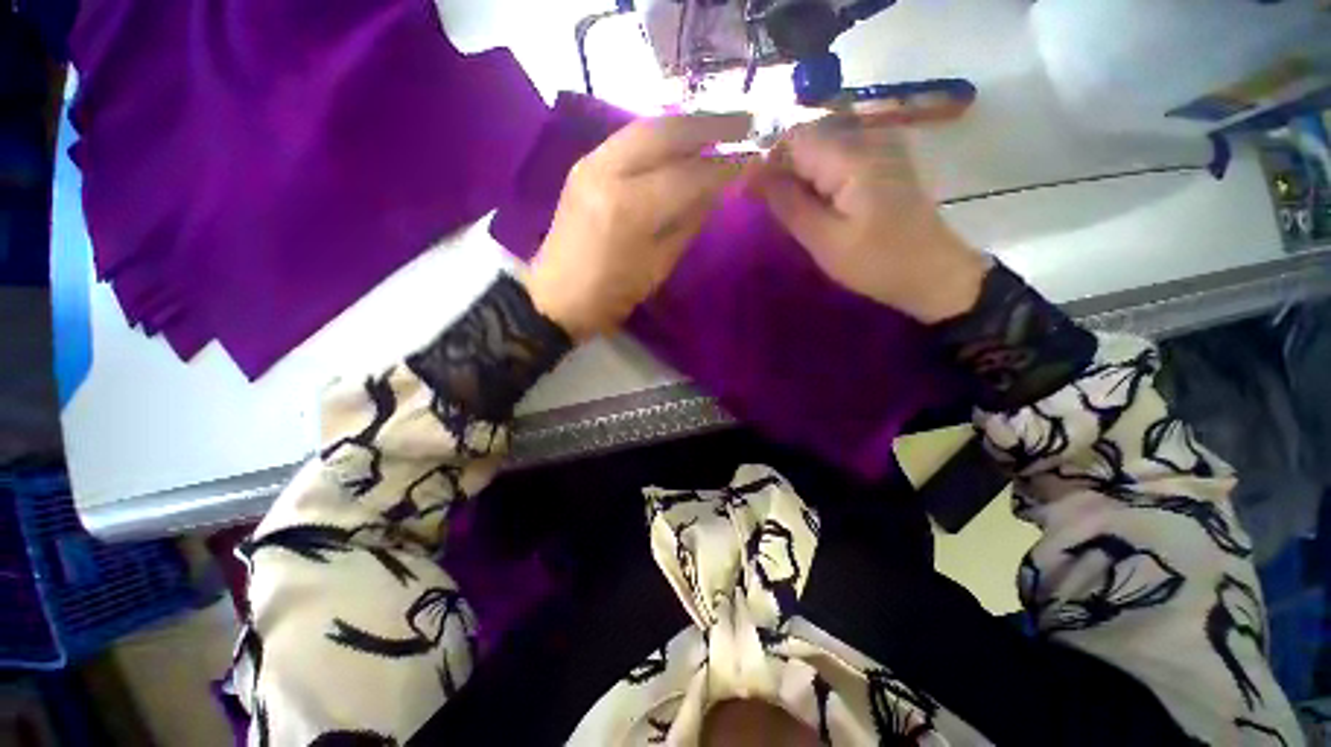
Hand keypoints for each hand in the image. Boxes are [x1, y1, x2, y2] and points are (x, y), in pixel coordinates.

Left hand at [525, 113, 752, 339]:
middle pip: (666, 132)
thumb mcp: (657, 267)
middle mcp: (607, 172)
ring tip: (718, 127)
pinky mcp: (582, 165)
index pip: (688, 175)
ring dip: (685, 125)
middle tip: (744, 123)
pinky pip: (629, 139)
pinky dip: (660, 136)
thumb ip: (687, 223)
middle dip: (709, 125)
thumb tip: (714, 191)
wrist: (555, 298)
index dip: (723, 167)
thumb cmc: (610, 294)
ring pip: (646, 127)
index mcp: (630, 209)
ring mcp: (590, 163)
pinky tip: (680, 141)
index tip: (751, 159)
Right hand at [751, 108, 989, 322]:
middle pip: (808, 139)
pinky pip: (841, 157)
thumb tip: (752, 176)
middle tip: (771, 209)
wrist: (933, 273)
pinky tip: (820, 206)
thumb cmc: (877, 262)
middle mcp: (868, 138)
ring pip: (823, 148)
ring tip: (794, 212)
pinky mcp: (886, 161)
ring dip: (801, 176)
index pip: (793, 139)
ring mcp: (882, 147)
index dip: (766, 163)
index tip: (750, 196)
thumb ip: (787, 204)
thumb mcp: (823, 240)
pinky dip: (821, 178)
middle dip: (783, 170)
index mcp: (851, 156)